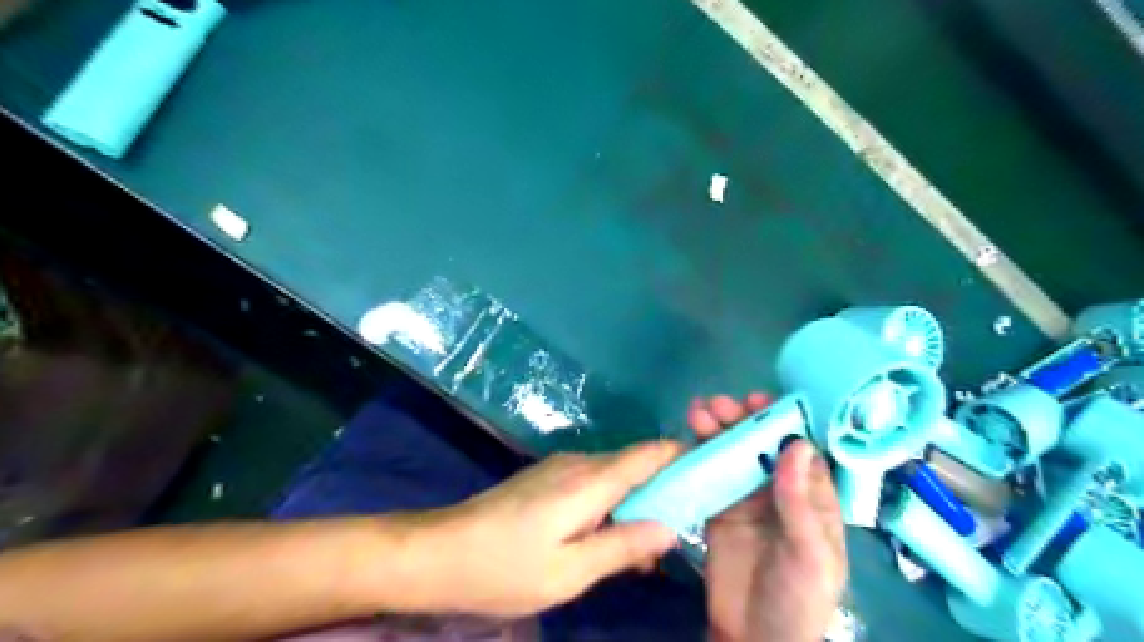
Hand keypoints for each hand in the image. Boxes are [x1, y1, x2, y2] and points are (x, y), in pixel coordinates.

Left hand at [415, 440, 675, 615]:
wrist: (438, 552)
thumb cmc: (503, 567)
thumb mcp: (569, 572)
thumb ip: (622, 546)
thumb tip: (671, 527)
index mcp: (589, 481)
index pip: (649, 454)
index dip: (682, 455)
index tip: (710, 469)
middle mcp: (578, 464)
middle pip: (635, 465)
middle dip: (662, 491)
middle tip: (679, 532)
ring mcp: (559, 468)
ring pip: (613, 477)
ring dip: (634, 503)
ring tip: (645, 548)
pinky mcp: (546, 479)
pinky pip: (591, 485)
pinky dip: (610, 506)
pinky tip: (607, 539)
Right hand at [688, 394, 846, 638]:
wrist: (754, 640)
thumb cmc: (798, 600)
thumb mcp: (810, 554)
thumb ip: (800, 502)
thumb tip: (795, 445)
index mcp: (811, 498)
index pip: (798, 449)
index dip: (780, 421)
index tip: (758, 402)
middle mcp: (778, 491)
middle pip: (760, 445)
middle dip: (741, 421)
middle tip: (720, 405)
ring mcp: (745, 498)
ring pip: (732, 454)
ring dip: (717, 431)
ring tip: (698, 412)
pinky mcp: (717, 509)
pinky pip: (708, 475)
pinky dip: (698, 455)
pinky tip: (687, 438)